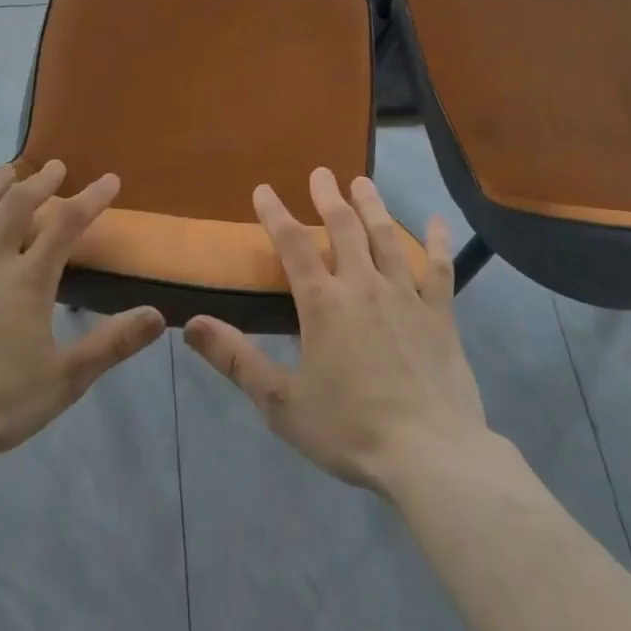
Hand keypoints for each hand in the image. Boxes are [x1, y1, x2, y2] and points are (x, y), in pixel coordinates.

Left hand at [0, 162, 166, 462]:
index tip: (110, 179)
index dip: (91, 198)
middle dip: (41, 183)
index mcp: (29, 281)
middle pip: (18, 208)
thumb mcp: (66, 378)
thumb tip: (159, 315)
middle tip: (55, 167)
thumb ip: (113, 344)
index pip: (68, 226)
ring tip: (7, 170)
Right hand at [183, 168, 488, 496]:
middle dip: (328, 196)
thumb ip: (236, 359)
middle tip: (322, 172)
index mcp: (323, 303)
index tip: (264, 189)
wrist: (431, 457)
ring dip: (372, 206)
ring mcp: (406, 296)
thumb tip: (190, 325)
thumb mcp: (281, 402)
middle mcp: (363, 286)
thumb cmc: (350, 430)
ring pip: (386, 237)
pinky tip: (439, 221)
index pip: (293, 245)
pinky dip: (439, 242)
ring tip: (363, 181)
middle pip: (344, 228)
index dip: (275, 214)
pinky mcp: (440, 315)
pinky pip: (440, 269)